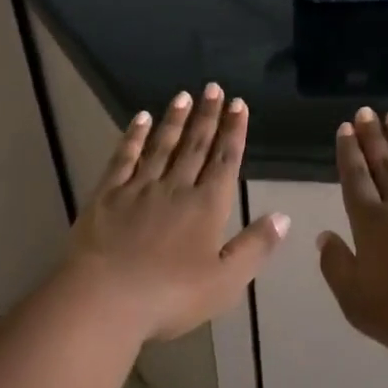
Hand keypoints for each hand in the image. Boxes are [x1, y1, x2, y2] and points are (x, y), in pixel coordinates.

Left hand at [66, 85, 288, 342]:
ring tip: (184, 95)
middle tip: (214, 87)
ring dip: (175, 120)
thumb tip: (283, 216)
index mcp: (206, 207)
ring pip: (162, 145)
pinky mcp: (107, 195)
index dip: (233, 131)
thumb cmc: (169, 297)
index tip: (238, 104)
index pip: (225, 160)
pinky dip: (134, 136)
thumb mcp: (225, 282)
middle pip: (196, 145)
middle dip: (208, 116)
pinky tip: (140, 119)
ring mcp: (139, 188)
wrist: (103, 300)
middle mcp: (176, 188)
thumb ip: (255, 247)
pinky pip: (124, 158)